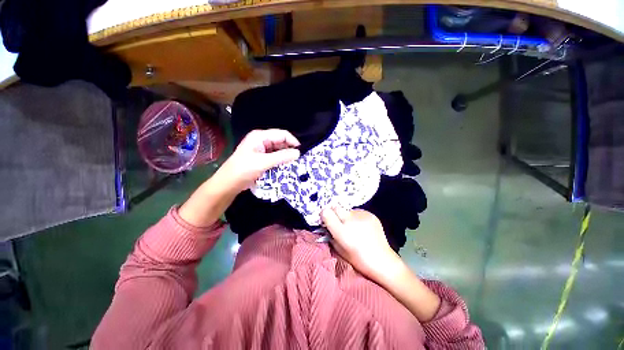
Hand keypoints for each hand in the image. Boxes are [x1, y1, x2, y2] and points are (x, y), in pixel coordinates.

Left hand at [216, 129, 300, 191]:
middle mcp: (262, 140)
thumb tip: (298, 153)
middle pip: (281, 142)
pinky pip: (275, 156)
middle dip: (290, 150)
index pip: (282, 134)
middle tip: (299, 160)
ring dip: (286, 156)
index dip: (293, 142)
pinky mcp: (262, 158)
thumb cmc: (243, 170)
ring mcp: (261, 149)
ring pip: (279, 150)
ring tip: (294, 164)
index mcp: (260, 136)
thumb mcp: (263, 162)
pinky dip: (281, 161)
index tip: (301, 152)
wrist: (229, 183)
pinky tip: (286, 167)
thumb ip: (281, 157)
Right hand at [321, 207, 401, 281]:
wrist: (382, 260)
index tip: (325, 219)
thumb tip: (326, 225)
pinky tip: (362, 227)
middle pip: (336, 207)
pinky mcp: (370, 214)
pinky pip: (358, 212)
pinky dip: (356, 217)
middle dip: (334, 213)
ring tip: (353, 226)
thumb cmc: (358, 259)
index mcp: (342, 231)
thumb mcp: (338, 249)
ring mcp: (362, 216)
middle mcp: (351, 220)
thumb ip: (330, 235)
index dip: (324, 215)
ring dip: (346, 216)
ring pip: (347, 210)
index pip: (326, 212)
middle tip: (338, 222)